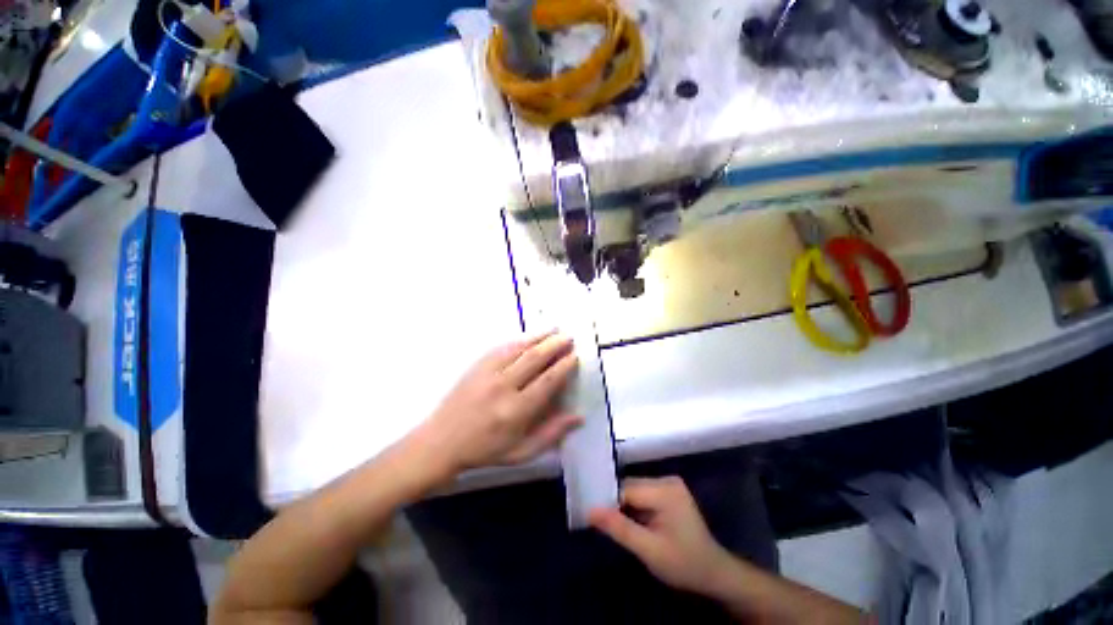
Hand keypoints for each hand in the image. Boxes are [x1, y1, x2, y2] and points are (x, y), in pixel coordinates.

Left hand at [417, 331, 581, 475]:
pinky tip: (529, 336)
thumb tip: (578, 416)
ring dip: (539, 337)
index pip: (547, 381)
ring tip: (555, 329)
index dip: (563, 366)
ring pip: (519, 348)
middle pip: (534, 358)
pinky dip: (518, 340)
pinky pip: (501, 347)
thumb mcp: (521, 452)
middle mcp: (503, 387)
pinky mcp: (477, 366)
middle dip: (555, 345)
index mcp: (516, 411)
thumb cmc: (485, 450)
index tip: (575, 356)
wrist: (441, 442)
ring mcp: (487, 373)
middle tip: (569, 337)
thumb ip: (551, 434)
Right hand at [589, 477, 733, 593]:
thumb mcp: (649, 551)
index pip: (625, 490)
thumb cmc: (684, 564)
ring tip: (616, 526)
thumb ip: (619, 528)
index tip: (593, 518)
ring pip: (634, 490)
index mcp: (665, 491)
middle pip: (629, 487)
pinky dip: (634, 508)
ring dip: (625, 507)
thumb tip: (589, 510)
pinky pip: (642, 494)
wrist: (715, 573)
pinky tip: (633, 523)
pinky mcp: (669, 492)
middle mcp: (667, 480)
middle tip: (604, 526)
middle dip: (617, 505)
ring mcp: (669, 484)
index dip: (608, 503)